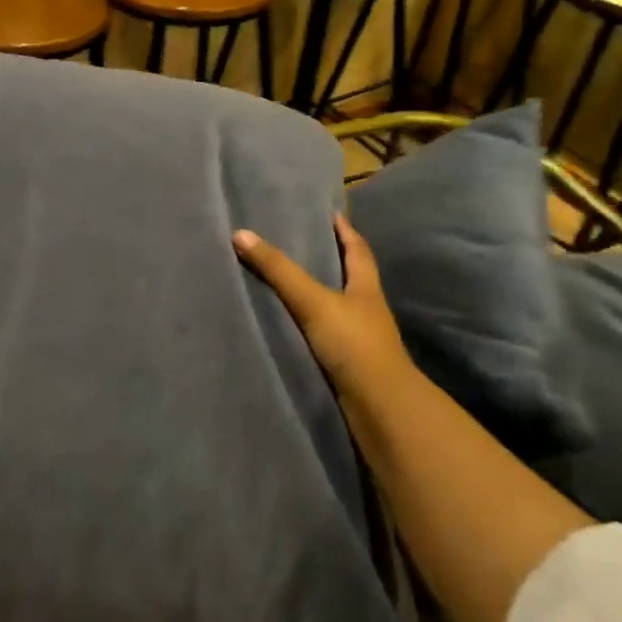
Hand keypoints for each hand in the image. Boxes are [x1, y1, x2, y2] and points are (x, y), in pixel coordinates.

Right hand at [233, 214, 418, 401]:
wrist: (380, 407)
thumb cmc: (354, 344)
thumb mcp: (313, 301)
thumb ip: (279, 270)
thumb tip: (241, 234)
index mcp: (366, 287)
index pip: (357, 249)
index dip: (345, 230)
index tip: (332, 213)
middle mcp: (366, 308)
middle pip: (350, 276)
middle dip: (332, 259)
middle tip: (303, 241)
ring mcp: (360, 338)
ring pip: (338, 306)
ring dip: (320, 293)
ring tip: (289, 281)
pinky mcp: (349, 363)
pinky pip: (326, 333)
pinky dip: (311, 324)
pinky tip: (292, 324)